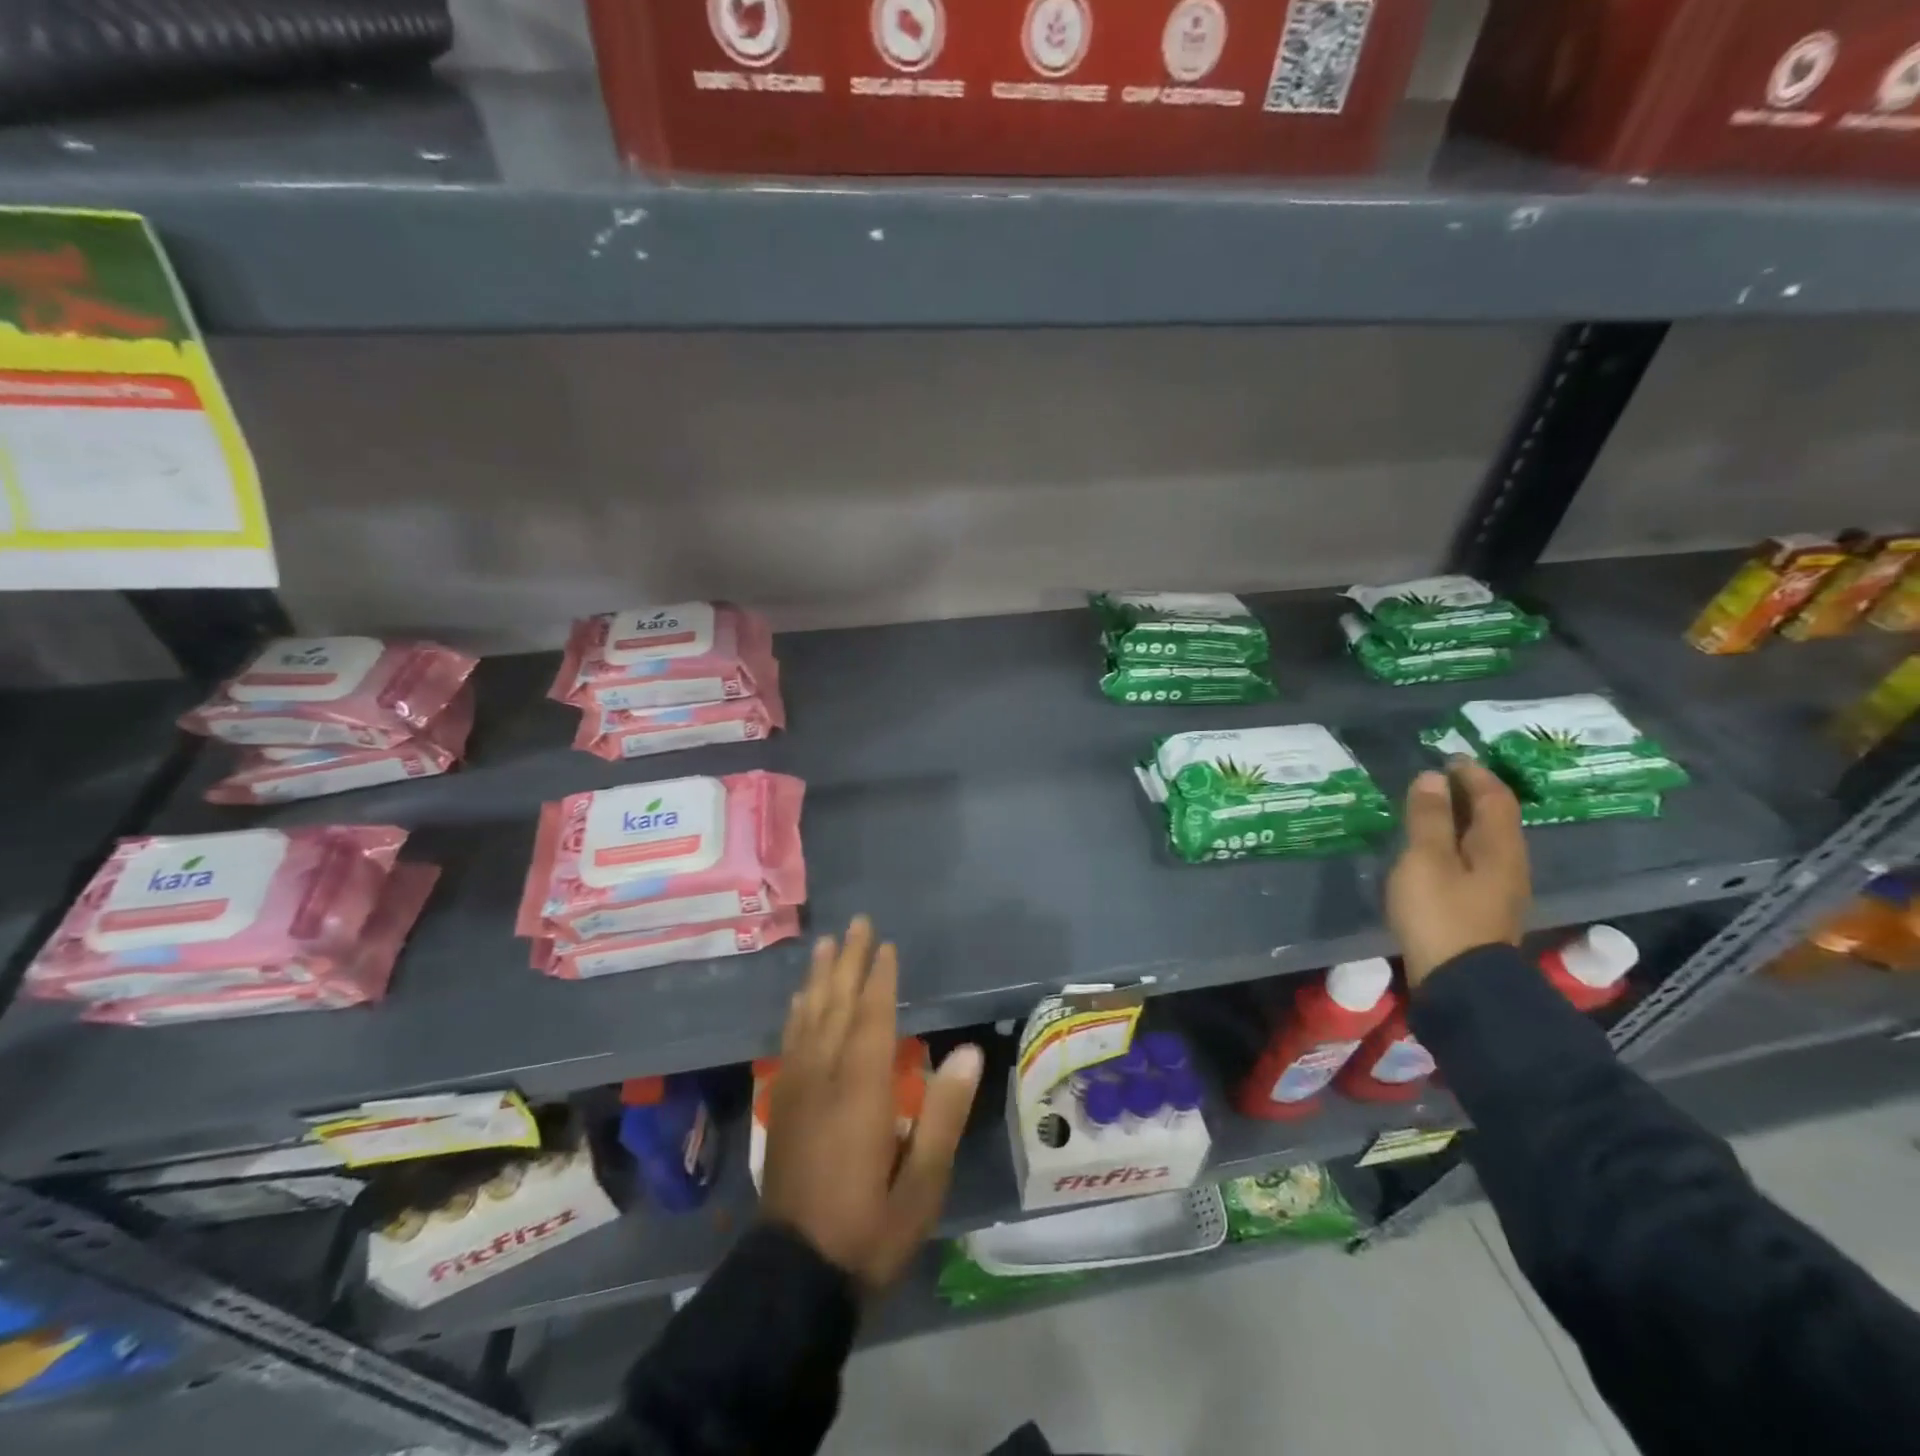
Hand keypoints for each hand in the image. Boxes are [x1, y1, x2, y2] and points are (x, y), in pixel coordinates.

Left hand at [762, 915, 983, 1293]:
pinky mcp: (784, 1106)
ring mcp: (798, 1090)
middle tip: (855, 923)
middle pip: (836, 1006)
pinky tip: (799, 1001)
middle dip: (846, 963)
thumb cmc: (870, 1229)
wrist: (794, 1277)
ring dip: (818, 979)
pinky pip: (790, 1043)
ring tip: (825, 945)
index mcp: (861, 1091)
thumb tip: (967, 1053)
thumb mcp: (923, 1183)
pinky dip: (797, 1014)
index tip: (885, 944)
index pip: (872, 1018)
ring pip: (808, 1019)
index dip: (879, 979)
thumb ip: (944, 1114)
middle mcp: (825, 1078)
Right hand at [1387, 759, 1530, 987]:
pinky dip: (1456, 843)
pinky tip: (1435, 850)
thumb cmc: (1440, 913)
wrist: (1460, 982)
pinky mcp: (1483, 909)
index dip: (1475, 774)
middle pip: (1495, 819)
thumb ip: (1428, 818)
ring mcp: (1499, 890)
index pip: (1495, 798)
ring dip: (1462, 820)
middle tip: (1439, 778)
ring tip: (1432, 810)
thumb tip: (1433, 777)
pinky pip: (1474, 861)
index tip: (1451, 757)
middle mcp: (1509, 864)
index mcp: (1499, 847)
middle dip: (1471, 794)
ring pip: (1485, 841)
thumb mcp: (1426, 860)